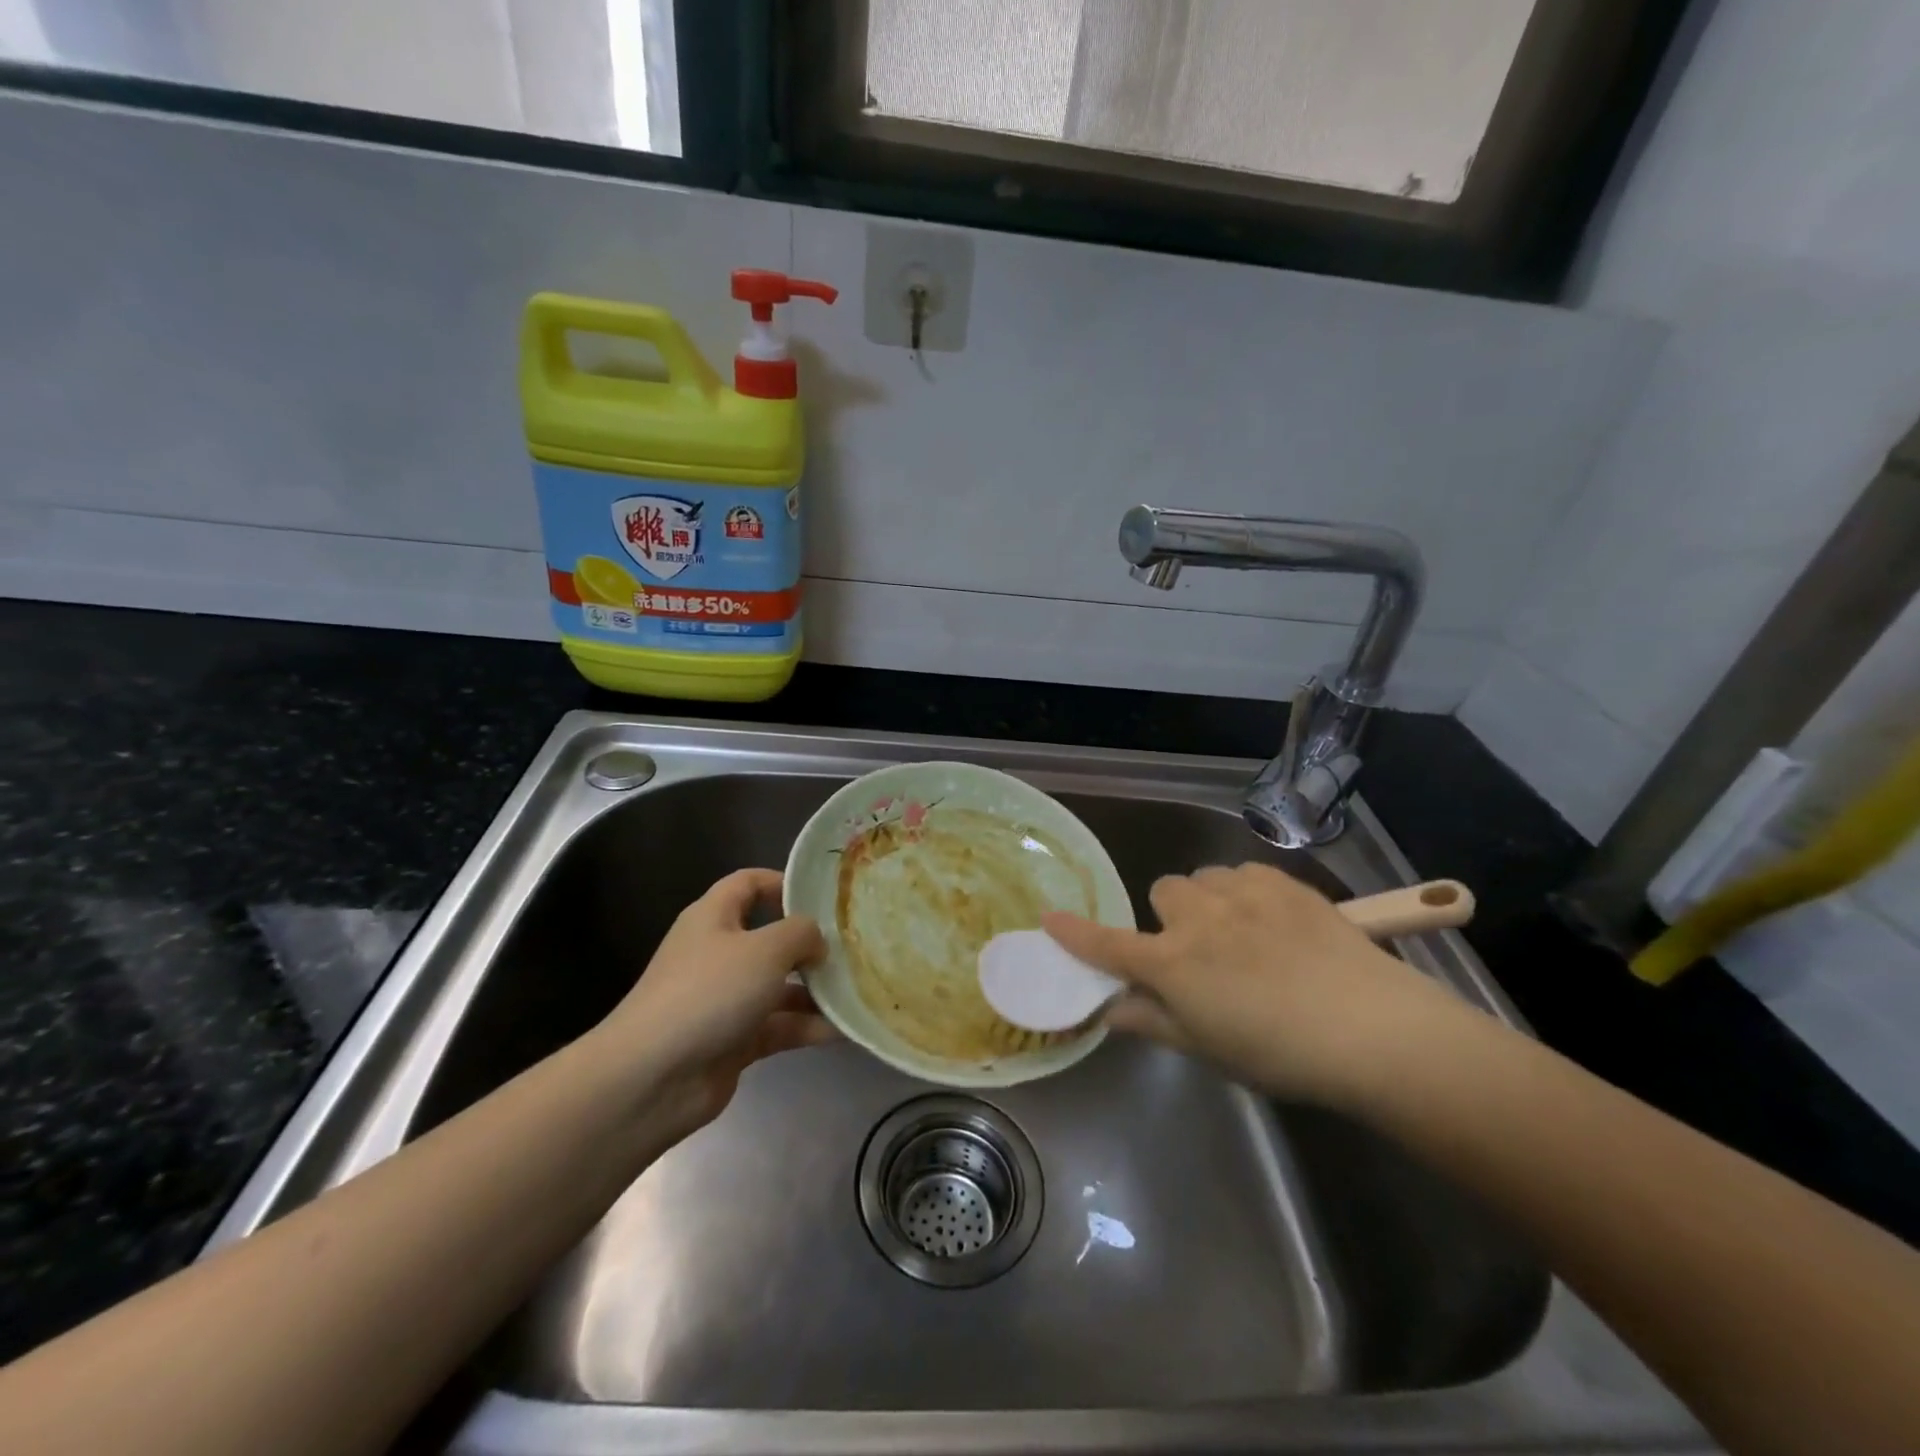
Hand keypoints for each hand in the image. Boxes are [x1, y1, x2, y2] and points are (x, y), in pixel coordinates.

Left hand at [595, 868, 832, 1137]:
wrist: (652, 1078)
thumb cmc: (709, 993)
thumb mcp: (765, 949)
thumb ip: (801, 933)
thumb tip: (817, 941)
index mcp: (714, 918)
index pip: (748, 884)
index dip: (783, 883)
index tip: (823, 897)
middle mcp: (718, 953)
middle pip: (770, 938)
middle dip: (810, 944)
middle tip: (853, 948)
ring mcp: (725, 1000)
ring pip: (778, 986)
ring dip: (815, 990)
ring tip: (858, 990)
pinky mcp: (733, 1041)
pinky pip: (778, 1026)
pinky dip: (807, 1027)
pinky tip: (844, 1029)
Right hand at [1043, 861, 1456, 1104]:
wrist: (1371, 1027)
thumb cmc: (1281, 1053)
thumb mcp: (1209, 1050)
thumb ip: (1154, 1022)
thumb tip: (1110, 1009)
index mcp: (1172, 964)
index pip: (1108, 944)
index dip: (1075, 933)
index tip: (1048, 918)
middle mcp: (1197, 918)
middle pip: (1163, 892)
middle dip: (1172, 917)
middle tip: (1201, 951)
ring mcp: (1241, 893)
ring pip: (1204, 879)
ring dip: (1210, 901)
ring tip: (1244, 934)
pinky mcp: (1281, 881)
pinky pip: (1243, 873)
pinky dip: (1246, 892)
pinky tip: (1276, 922)